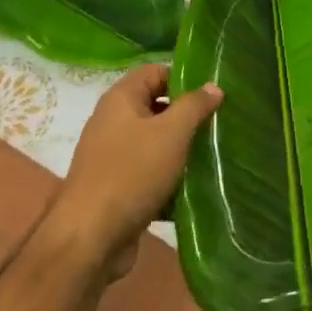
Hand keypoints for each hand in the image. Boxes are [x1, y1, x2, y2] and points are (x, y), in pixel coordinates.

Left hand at [41, 64, 220, 275]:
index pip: (156, 72)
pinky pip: (150, 173)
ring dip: (182, 150)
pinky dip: (170, 178)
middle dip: (188, 116)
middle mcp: (114, 122)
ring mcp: (113, 156)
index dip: (185, 78)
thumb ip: (194, 106)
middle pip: (157, 107)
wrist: (90, 238)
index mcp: (121, 99)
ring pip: (156, 143)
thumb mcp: (171, 133)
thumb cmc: (132, 173)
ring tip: (215, 154)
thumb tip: (213, 86)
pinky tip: (196, 188)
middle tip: (221, 124)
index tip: (214, 93)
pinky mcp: (118, 187)